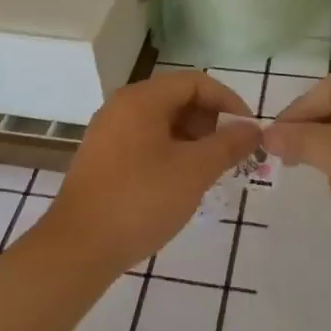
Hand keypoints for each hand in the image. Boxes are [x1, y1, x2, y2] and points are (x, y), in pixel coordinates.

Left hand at [41, 70, 261, 274]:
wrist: (78, 248)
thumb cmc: (140, 200)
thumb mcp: (194, 171)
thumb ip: (228, 145)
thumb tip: (253, 129)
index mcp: (142, 99)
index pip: (195, 82)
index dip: (228, 101)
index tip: (248, 130)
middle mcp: (122, 106)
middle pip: (177, 98)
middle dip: (211, 121)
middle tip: (232, 153)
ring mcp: (109, 132)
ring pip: (162, 122)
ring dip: (193, 139)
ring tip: (212, 170)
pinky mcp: (103, 158)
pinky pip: (146, 141)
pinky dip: (171, 152)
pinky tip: (182, 182)